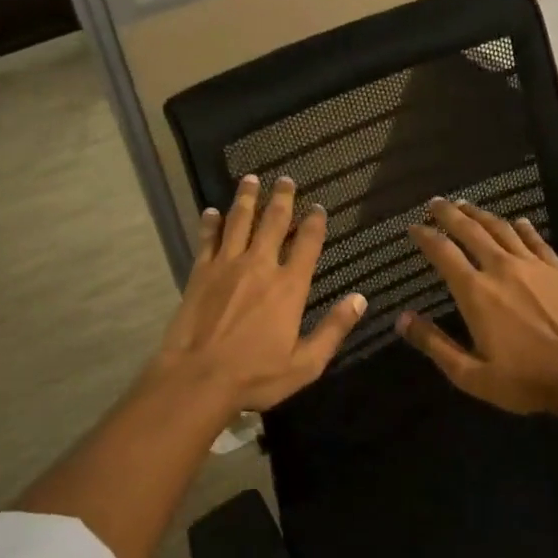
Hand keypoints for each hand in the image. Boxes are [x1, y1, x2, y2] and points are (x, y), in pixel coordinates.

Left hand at [153, 175, 365, 411]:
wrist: (197, 378)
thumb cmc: (255, 376)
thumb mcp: (305, 363)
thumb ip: (333, 329)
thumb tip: (360, 299)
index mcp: (289, 287)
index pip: (307, 244)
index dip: (314, 222)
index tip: (317, 207)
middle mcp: (260, 266)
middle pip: (273, 222)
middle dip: (282, 199)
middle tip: (285, 180)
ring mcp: (227, 266)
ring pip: (239, 221)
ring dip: (246, 198)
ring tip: (251, 179)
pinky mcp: (200, 272)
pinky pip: (207, 239)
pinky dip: (210, 223)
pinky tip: (211, 211)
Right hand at [398, 198, 557, 414]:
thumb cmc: (526, 380)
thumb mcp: (470, 374)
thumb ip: (435, 344)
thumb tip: (402, 320)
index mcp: (475, 292)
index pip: (443, 253)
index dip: (425, 236)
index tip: (413, 226)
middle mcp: (501, 268)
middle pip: (470, 231)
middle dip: (449, 214)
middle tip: (435, 202)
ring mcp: (533, 266)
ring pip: (501, 229)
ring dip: (480, 214)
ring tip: (466, 205)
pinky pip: (536, 240)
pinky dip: (523, 228)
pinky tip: (518, 221)